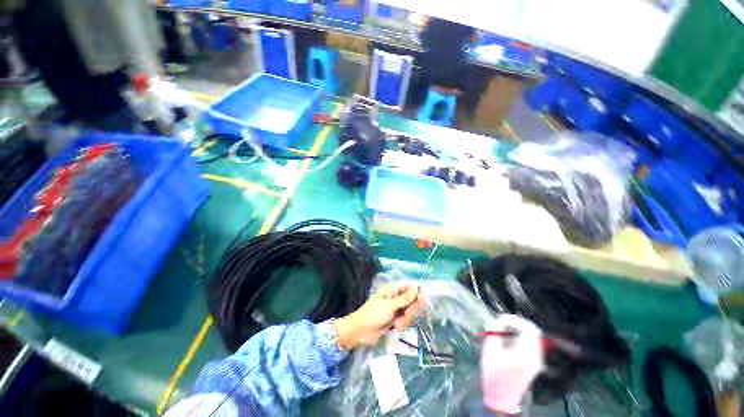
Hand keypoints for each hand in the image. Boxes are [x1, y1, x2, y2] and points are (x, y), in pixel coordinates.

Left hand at [333, 283, 420, 350]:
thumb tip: (417, 288)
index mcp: (393, 290)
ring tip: (397, 324)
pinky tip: (395, 328)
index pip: (409, 286)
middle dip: (411, 310)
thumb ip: (405, 298)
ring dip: (406, 319)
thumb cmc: (374, 314)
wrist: (361, 331)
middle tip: (405, 316)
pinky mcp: (396, 319)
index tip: (422, 300)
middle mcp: (396, 297)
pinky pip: (406, 320)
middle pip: (412, 300)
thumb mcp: (390, 306)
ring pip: (410, 312)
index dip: (417, 292)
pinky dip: (402, 324)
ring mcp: (396, 309)